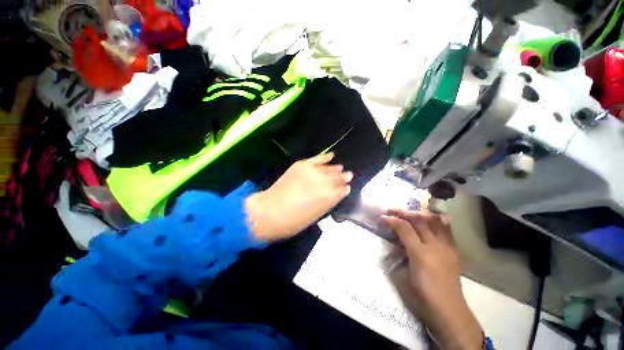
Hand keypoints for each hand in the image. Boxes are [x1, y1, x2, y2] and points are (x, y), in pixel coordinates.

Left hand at [245, 153, 352, 241]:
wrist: (270, 212)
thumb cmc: (294, 221)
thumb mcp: (316, 216)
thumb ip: (328, 203)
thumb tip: (336, 194)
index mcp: (329, 197)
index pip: (342, 190)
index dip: (345, 188)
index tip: (348, 187)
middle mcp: (324, 182)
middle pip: (337, 177)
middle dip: (343, 177)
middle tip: (348, 175)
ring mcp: (313, 172)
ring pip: (329, 168)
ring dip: (336, 169)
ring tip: (341, 168)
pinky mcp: (302, 165)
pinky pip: (317, 159)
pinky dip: (324, 157)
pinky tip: (331, 155)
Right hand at [382, 209, 482, 349]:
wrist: (449, 310)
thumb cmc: (422, 296)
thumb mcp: (403, 276)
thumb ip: (398, 255)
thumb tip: (395, 241)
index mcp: (420, 254)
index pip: (405, 229)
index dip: (392, 220)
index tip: (383, 216)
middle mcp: (435, 246)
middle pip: (419, 221)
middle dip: (403, 212)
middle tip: (392, 209)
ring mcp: (447, 247)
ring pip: (434, 221)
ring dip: (420, 213)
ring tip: (409, 211)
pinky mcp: (454, 250)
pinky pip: (446, 229)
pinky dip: (438, 220)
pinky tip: (432, 216)